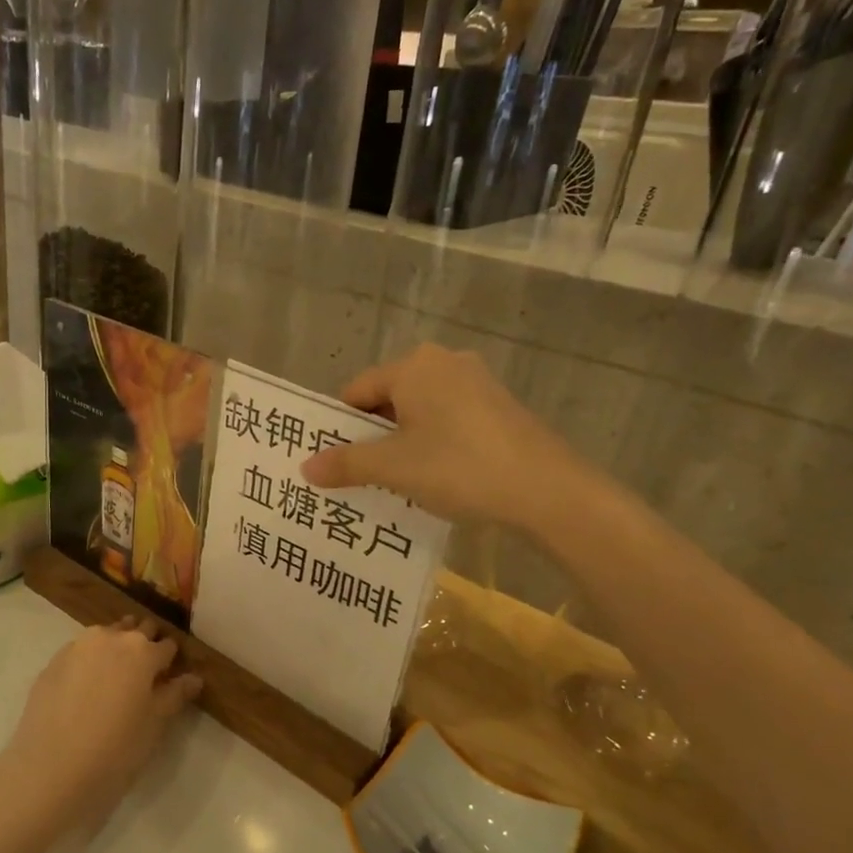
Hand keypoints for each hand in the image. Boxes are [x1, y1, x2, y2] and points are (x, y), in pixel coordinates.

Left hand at [3, 618, 201, 828]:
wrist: (51, 769)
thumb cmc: (116, 749)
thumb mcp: (154, 725)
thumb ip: (174, 695)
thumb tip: (194, 678)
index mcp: (142, 651)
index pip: (166, 646)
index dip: (171, 661)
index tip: (170, 675)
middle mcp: (110, 638)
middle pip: (136, 631)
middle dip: (144, 646)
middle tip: (144, 675)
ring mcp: (77, 647)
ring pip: (106, 636)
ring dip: (115, 649)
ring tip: (115, 679)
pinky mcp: (53, 662)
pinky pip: (80, 652)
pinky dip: (89, 662)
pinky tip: (86, 689)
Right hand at [300, 344, 591, 530]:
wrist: (548, 490)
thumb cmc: (459, 467)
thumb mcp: (394, 468)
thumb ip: (346, 464)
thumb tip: (305, 467)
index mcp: (413, 366)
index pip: (357, 391)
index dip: (341, 427)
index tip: (337, 463)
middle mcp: (443, 362)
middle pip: (388, 398)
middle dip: (372, 436)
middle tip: (363, 475)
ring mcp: (476, 382)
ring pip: (419, 410)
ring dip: (402, 442)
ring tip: (398, 481)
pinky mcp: (499, 405)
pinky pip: (448, 418)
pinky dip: (434, 442)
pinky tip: (439, 476)